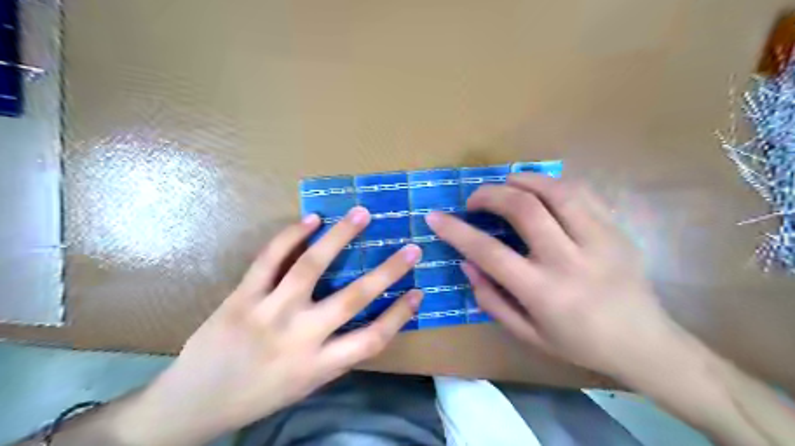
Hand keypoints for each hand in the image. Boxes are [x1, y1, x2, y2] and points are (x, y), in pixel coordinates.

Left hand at [117, 208, 422, 444]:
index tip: (418, 292)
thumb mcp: (305, 386)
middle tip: (410, 248)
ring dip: (340, 237)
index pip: (372, 339)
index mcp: (319, 365)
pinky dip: (292, 236)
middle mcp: (299, 337)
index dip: (400, 314)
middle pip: (353, 298)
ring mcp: (269, 312)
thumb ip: (334, 354)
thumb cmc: (257, 396)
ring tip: (361, 215)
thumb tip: (360, 320)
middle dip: (387, 271)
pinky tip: (311, 219)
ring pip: (311, 267)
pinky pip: (270, 259)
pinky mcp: (242, 297)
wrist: (192, 404)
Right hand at [428, 175, 683, 379]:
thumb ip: (491, 299)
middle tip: (475, 199)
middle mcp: (569, 261)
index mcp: (543, 292)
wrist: (644, 343)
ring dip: (523, 180)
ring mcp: (598, 240)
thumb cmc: (579, 343)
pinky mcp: (617, 229)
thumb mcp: (527, 334)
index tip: (435, 216)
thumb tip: (467, 262)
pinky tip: (541, 189)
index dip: (456, 230)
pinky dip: (553, 184)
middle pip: (523, 209)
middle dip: (490, 195)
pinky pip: (582, 192)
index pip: (489, 251)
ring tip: (506, 183)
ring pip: (556, 191)